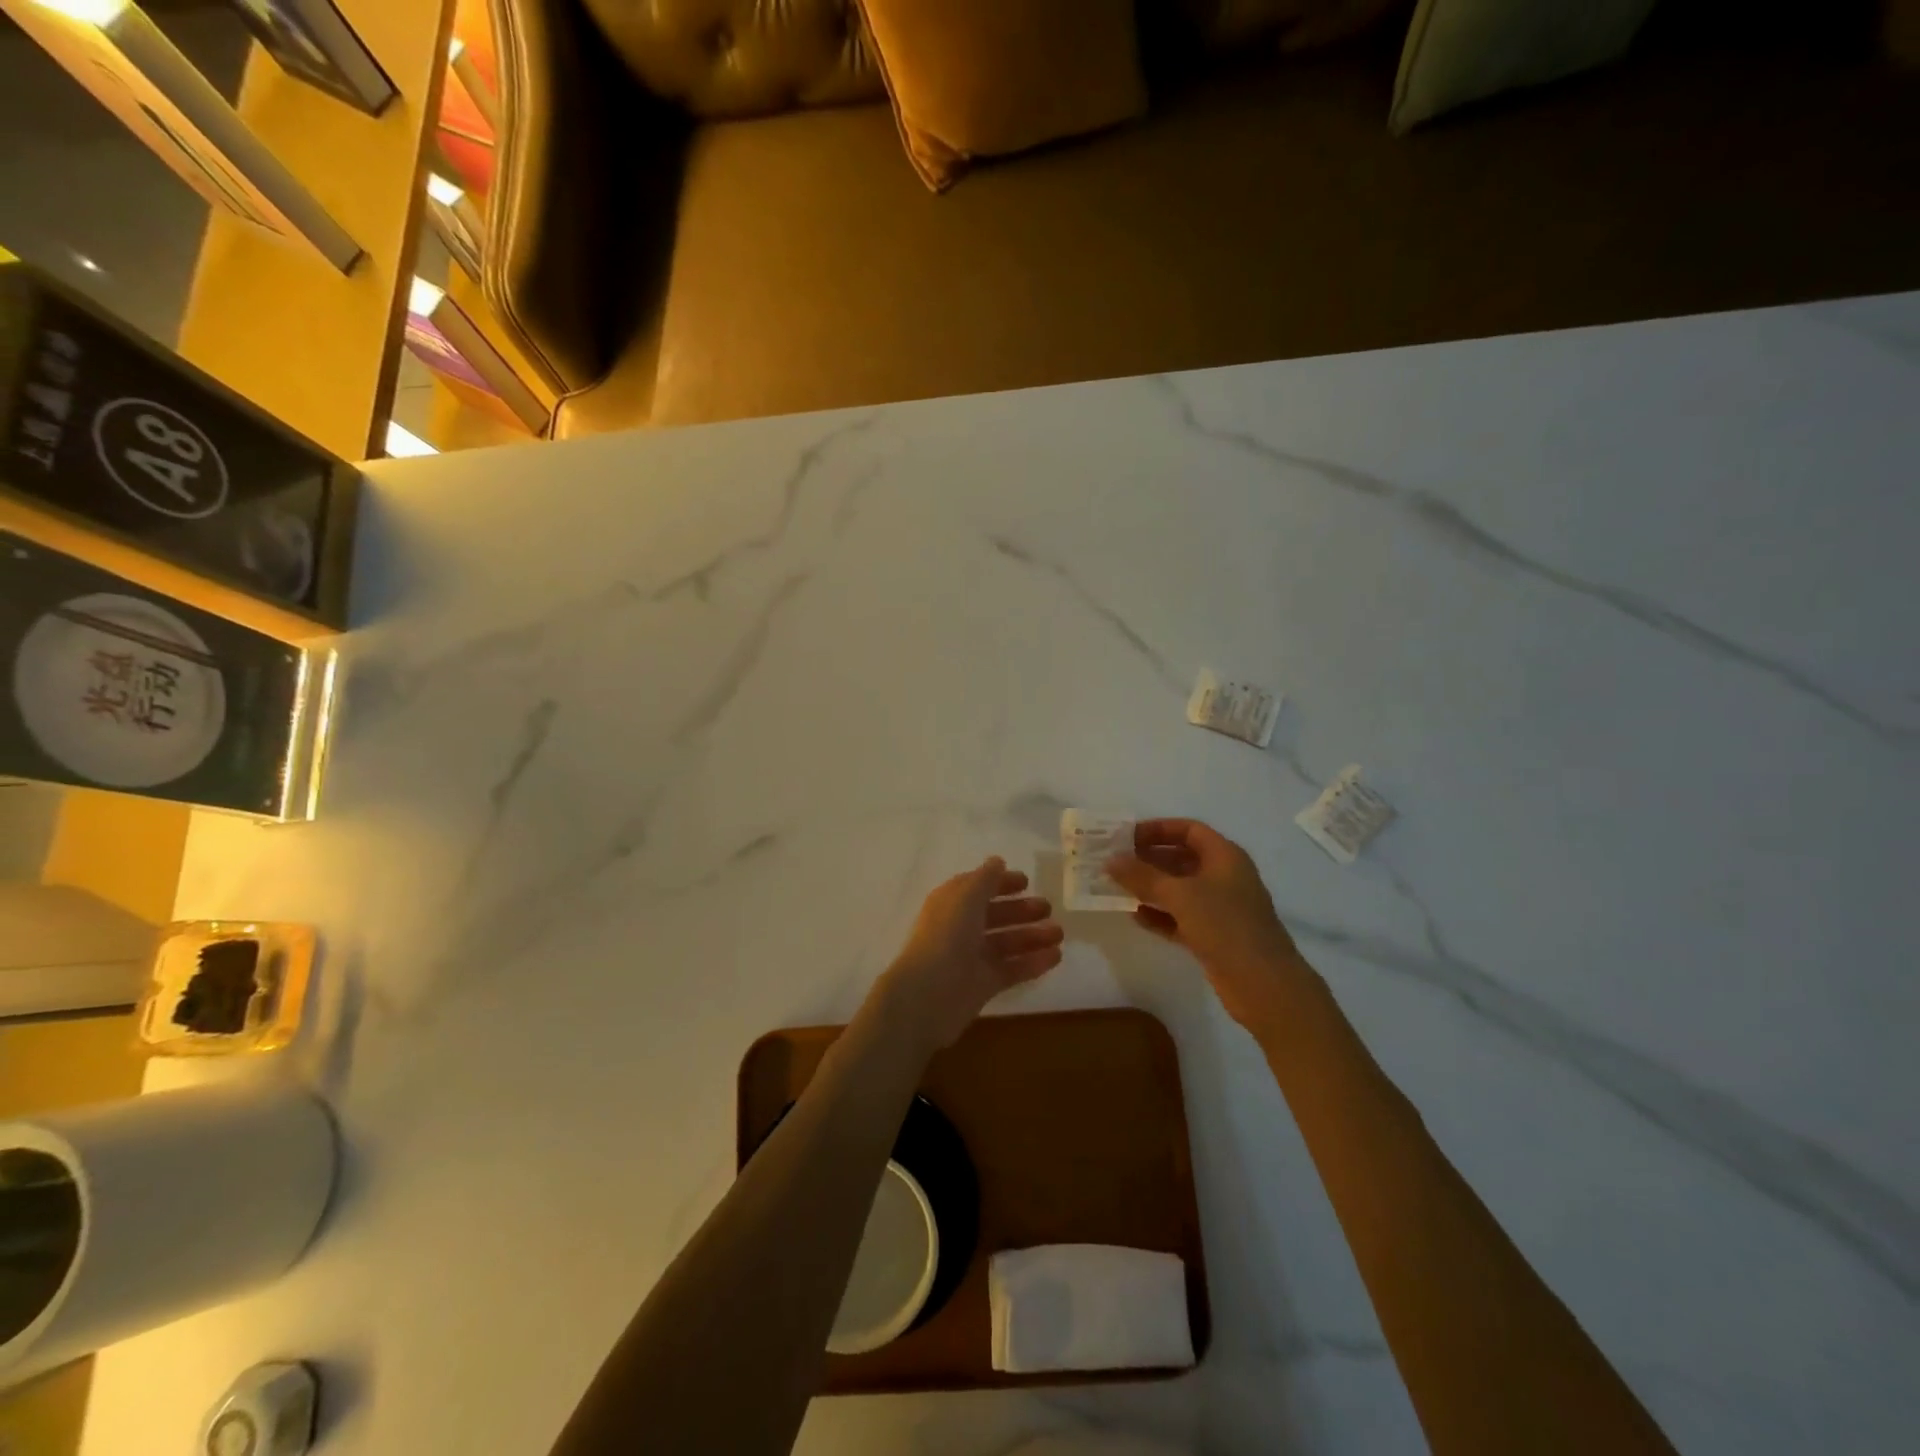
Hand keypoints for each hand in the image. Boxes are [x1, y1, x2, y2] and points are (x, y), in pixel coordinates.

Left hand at [865, 857, 1062, 1053]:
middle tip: (1049, 908)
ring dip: (1032, 936)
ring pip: (1006, 942)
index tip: (1027, 881)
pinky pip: (1012, 969)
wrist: (928, 995)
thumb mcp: (966, 897)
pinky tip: (1056, 957)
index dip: (1000, 883)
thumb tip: (997, 861)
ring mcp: (971, 958)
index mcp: (951, 904)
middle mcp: (960, 928)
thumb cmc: (947, 936)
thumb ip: (985, 879)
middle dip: (1021, 910)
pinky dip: (1033, 962)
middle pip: (994, 915)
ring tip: (1059, 933)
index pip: (978, 888)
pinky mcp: (983, 985)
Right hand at [1107, 819, 1308, 1033]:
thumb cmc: (1225, 925)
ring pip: (1179, 890)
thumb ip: (1142, 876)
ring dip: (1150, 888)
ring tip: (1118, 889)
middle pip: (1181, 859)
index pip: (1188, 830)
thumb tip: (1110, 861)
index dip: (1158, 829)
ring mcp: (1220, 908)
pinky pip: (1180, 917)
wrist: (1263, 984)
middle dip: (1148, 860)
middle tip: (1115, 864)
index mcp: (1225, 856)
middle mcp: (1223, 877)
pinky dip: (1159, 915)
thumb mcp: (1180, 895)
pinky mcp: (1213, 935)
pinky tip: (1135, 916)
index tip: (1126, 837)